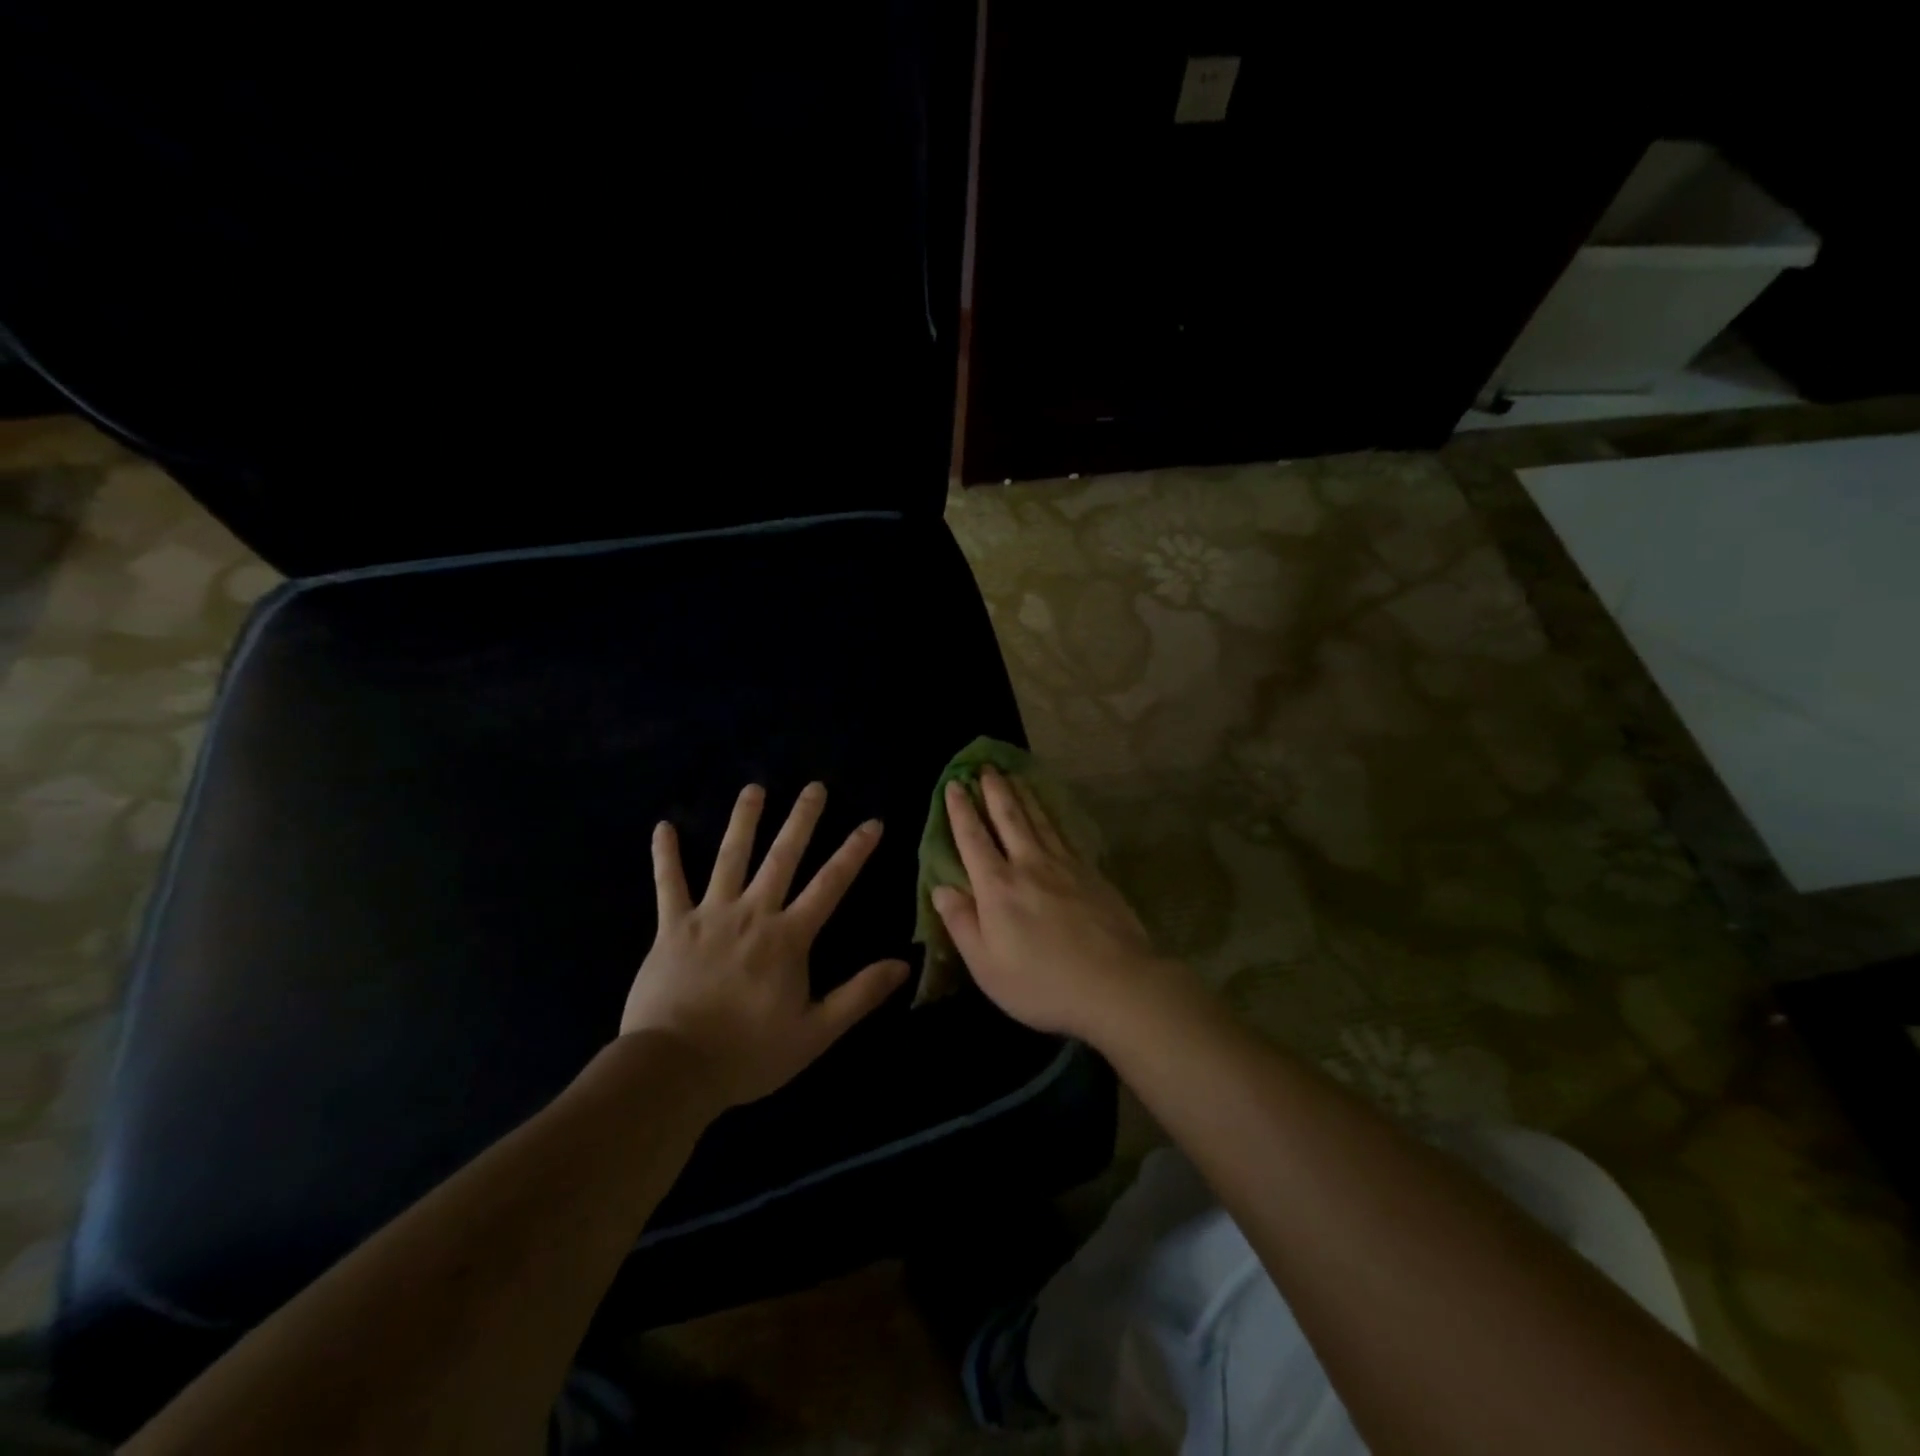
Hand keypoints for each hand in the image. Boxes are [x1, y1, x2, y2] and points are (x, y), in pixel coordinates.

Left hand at [621, 782, 909, 1107]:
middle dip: (801, 820)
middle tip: (814, 786)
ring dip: (743, 821)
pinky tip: (663, 826)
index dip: (854, 852)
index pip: (830, 884)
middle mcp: (753, 913)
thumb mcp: (815, 1032)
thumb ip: (859, 994)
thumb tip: (903, 964)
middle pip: (782, 857)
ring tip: (754, 788)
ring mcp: (710, 915)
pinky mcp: (673, 927)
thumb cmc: (748, 1053)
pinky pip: (669, 885)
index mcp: (788, 937)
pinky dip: (665, 856)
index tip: (872, 822)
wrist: (674, 1069)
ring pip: (730, 858)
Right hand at [931, 766, 1186, 1044]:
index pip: (973, 840)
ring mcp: (1064, 865)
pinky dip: (1052, 815)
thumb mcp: (986, 965)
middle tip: (985, 767)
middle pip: (1009, 818)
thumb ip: (961, 923)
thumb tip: (940, 887)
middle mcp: (1029, 865)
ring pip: (1038, 820)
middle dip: (994, 791)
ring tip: (1013, 775)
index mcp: (997, 888)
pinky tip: (1051, 811)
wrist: (1116, 984)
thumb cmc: (1042, 983)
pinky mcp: (1091, 872)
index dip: (961, 812)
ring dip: (1023, 795)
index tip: (954, 785)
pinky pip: (1064, 833)